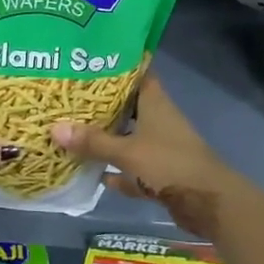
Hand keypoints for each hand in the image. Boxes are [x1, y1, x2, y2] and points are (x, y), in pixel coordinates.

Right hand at [51, 75, 253, 241]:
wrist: (208, 203)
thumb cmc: (169, 164)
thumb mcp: (127, 151)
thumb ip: (93, 142)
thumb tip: (54, 128)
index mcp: (155, 103)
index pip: (136, 73)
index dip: (116, 65)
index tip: (89, 60)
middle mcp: (158, 119)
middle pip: (127, 105)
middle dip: (102, 104)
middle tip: (69, 97)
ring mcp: (160, 147)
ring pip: (129, 137)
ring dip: (107, 138)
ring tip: (73, 131)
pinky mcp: (160, 173)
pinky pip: (132, 168)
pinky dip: (116, 171)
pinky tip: (94, 174)